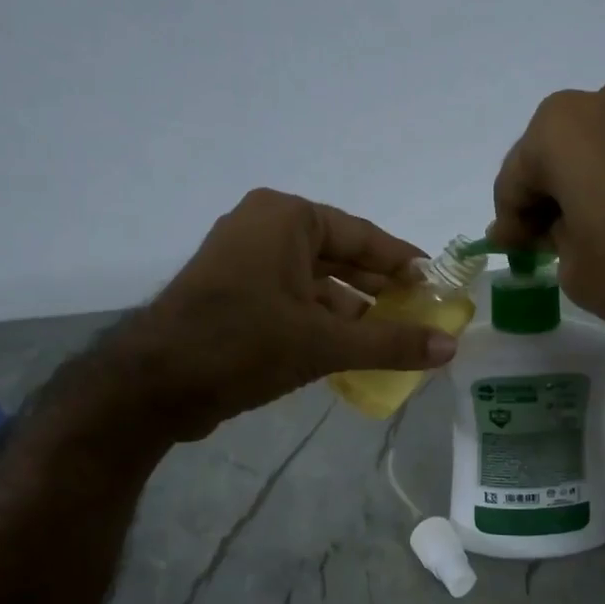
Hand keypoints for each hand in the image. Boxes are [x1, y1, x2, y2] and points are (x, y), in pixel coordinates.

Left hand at [101, 189, 457, 441]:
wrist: (153, 384)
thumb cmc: (243, 344)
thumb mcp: (323, 343)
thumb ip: (390, 342)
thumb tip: (451, 346)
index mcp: (286, 218)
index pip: (363, 235)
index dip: (404, 262)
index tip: (437, 284)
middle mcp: (265, 229)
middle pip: (340, 257)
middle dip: (380, 289)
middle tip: (423, 315)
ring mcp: (245, 262)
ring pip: (316, 283)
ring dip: (353, 312)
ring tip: (395, 338)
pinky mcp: (234, 295)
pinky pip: (293, 301)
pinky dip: (322, 323)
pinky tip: (353, 352)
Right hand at [488, 75, 604, 357]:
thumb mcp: (575, 267)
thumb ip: (550, 237)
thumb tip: (548, 227)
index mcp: (561, 126)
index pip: (515, 178)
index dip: (510, 221)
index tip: (513, 252)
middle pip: (558, 153)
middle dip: (549, 195)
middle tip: (549, 241)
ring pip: (601, 148)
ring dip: (588, 185)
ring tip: (595, 232)